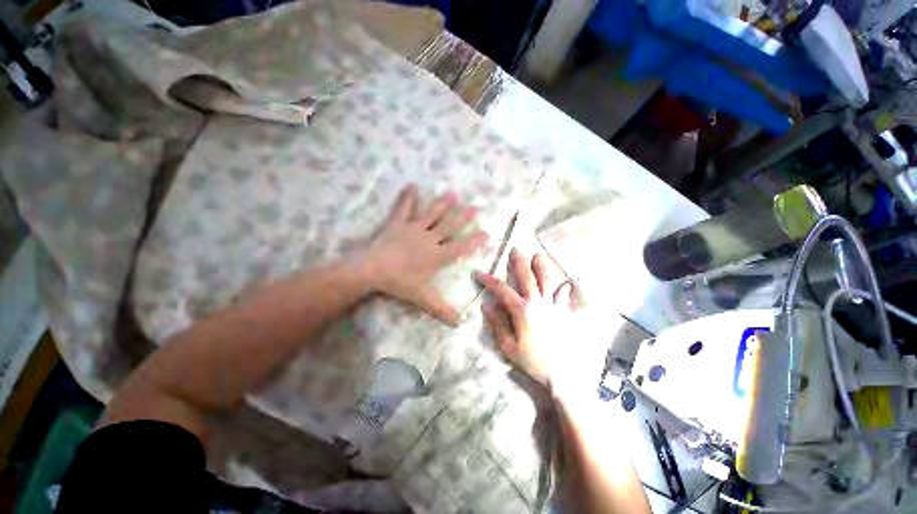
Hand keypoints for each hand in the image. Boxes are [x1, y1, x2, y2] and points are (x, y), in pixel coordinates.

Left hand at [355, 184, 487, 325]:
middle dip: (463, 217)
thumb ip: (441, 309)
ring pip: (432, 214)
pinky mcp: (398, 223)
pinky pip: (404, 208)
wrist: (372, 269)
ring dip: (443, 204)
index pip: (460, 247)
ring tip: (453, 194)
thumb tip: (459, 324)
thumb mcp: (422, 298)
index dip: (474, 241)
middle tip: (475, 207)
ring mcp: (413, 228)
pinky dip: (408, 197)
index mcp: (437, 256)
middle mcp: (429, 239)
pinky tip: (412, 185)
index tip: (486, 233)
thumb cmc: (399, 283)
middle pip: (450, 226)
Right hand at [475, 249, 584, 392]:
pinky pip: (570, 296)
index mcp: (522, 310)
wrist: (565, 375)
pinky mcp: (569, 313)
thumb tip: (487, 305)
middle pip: (527, 277)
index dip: (488, 280)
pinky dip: (569, 287)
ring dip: (542, 267)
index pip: (501, 290)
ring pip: (548, 281)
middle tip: (515, 250)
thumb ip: (498, 324)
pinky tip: (569, 281)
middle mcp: (539, 303)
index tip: (478, 273)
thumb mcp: (509, 346)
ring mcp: (556, 306)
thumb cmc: (534, 361)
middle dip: (519, 262)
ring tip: (538, 256)